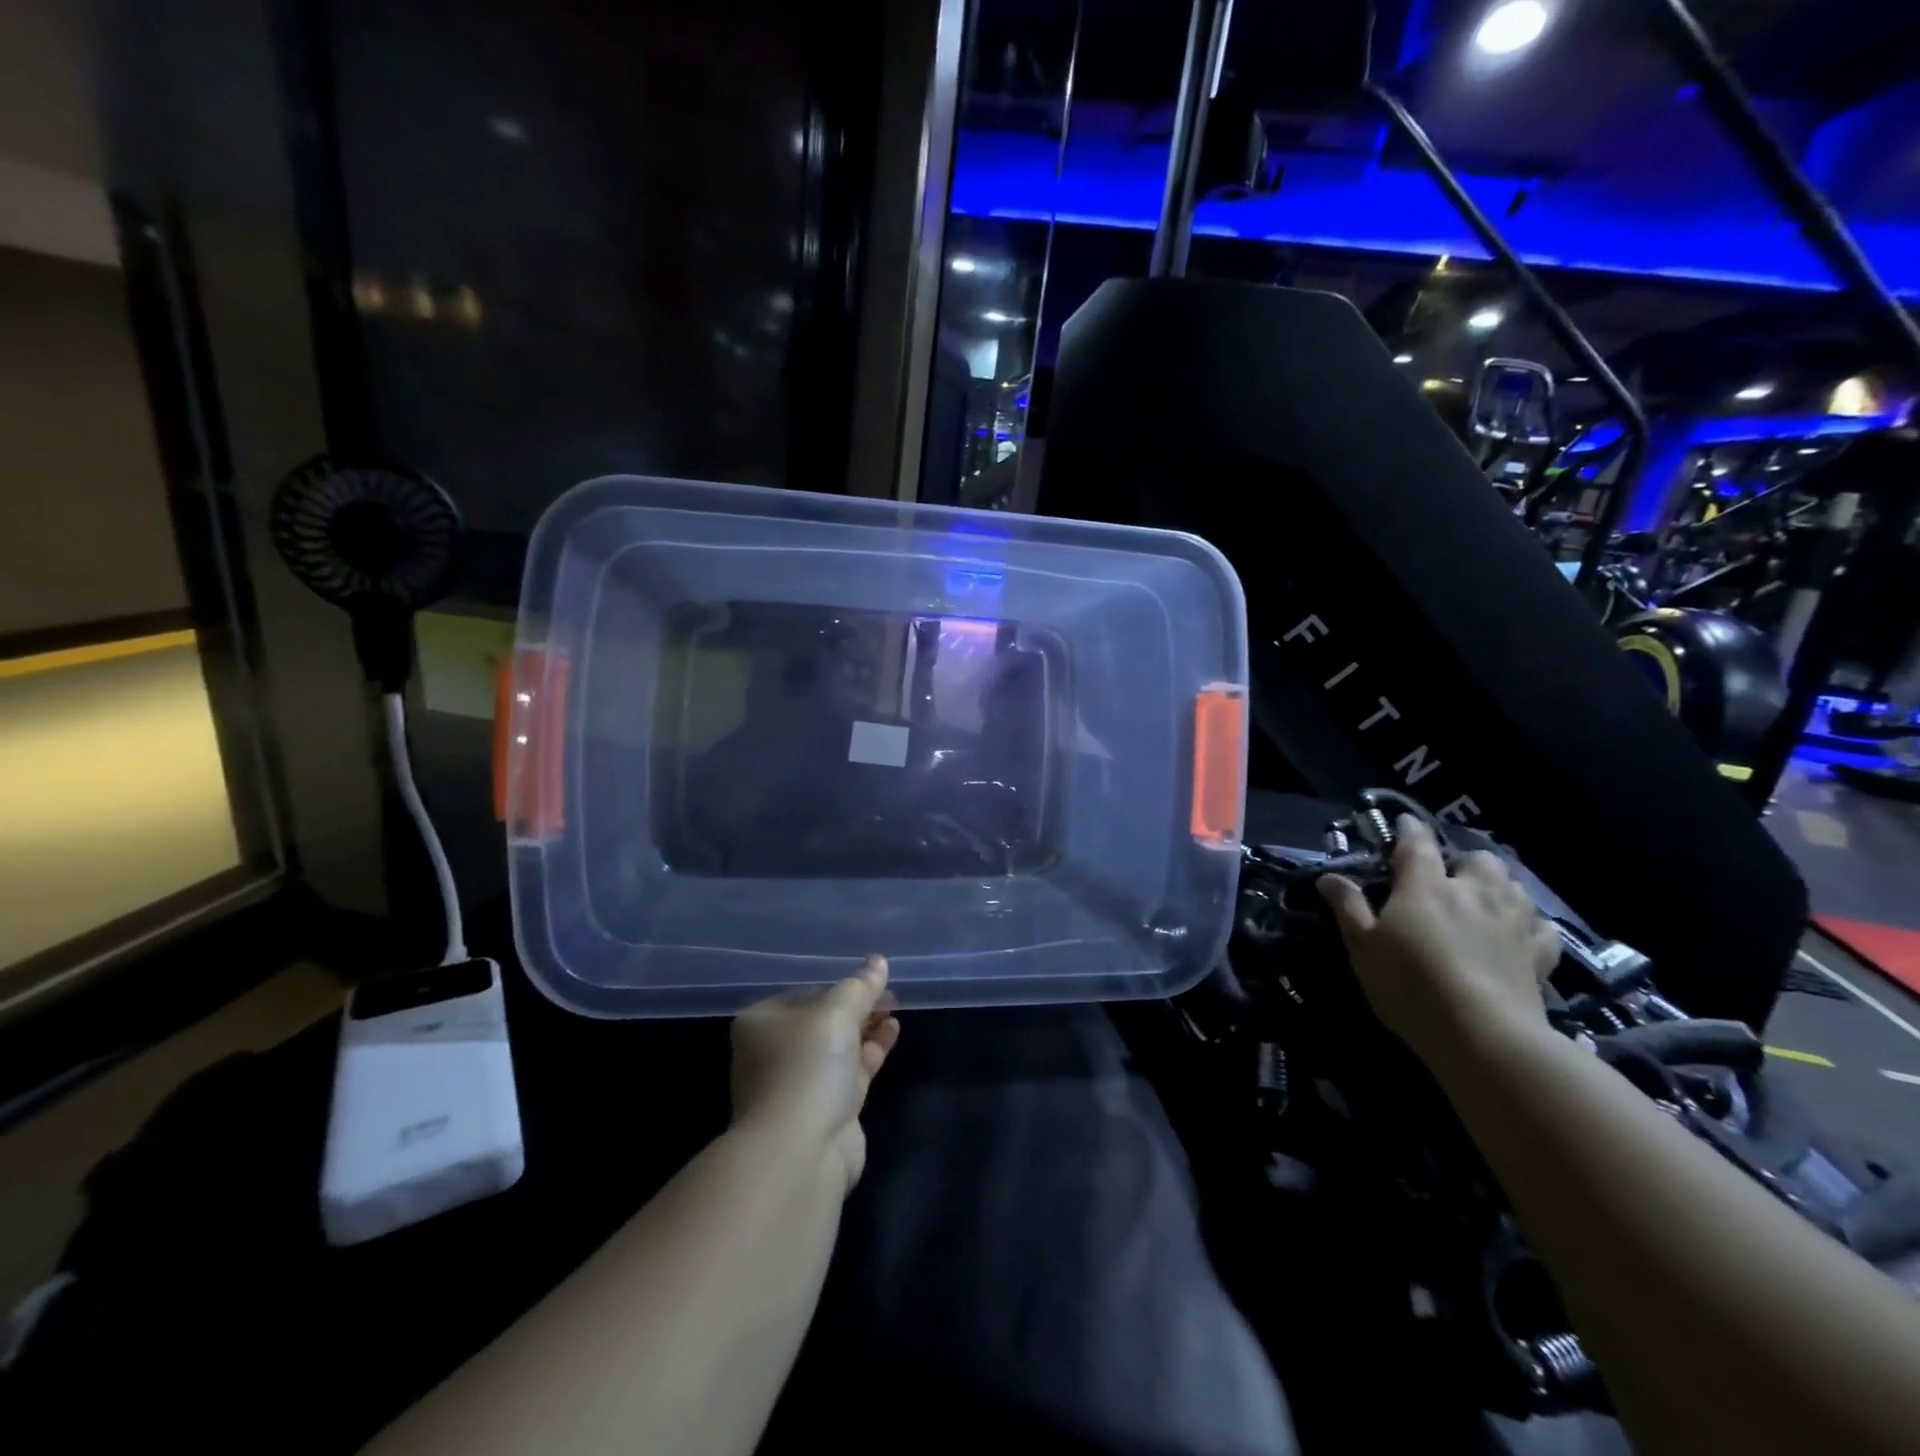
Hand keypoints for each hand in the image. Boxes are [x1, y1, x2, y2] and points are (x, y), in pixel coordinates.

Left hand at [730, 956, 900, 1193]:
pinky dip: (871, 1052)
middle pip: (821, 1021)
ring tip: (895, 1008)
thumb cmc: (807, 1065)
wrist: (801, 1150)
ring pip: (838, 1048)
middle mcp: (774, 1053)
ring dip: (866, 1028)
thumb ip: (860, 986)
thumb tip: (878, 961)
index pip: (803, 994)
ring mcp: (798, 1085)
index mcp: (761, 1023)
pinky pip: (850, 1071)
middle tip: (888, 993)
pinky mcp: (824, 1111)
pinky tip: (893, 1032)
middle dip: (856, 1007)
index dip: (837, 985)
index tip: (869, 979)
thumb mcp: (836, 1012)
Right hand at [1317, 816, 1560, 1072]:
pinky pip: (1540, 925)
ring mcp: (1512, 922)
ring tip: (1483, 898)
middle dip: (1463, 860)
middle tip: (1448, 876)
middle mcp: (1473, 893)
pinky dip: (1528, 922)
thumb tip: (1329, 876)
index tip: (1402, 822)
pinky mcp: (1539, 955)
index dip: (1408, 829)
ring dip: (1498, 885)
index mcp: (1425, 886)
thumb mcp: (1363, 946)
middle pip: (1478, 858)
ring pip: (1514, 885)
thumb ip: (1348, 906)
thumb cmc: (1411, 985)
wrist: (1484, 1036)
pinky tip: (1518, 932)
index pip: (1417, 843)